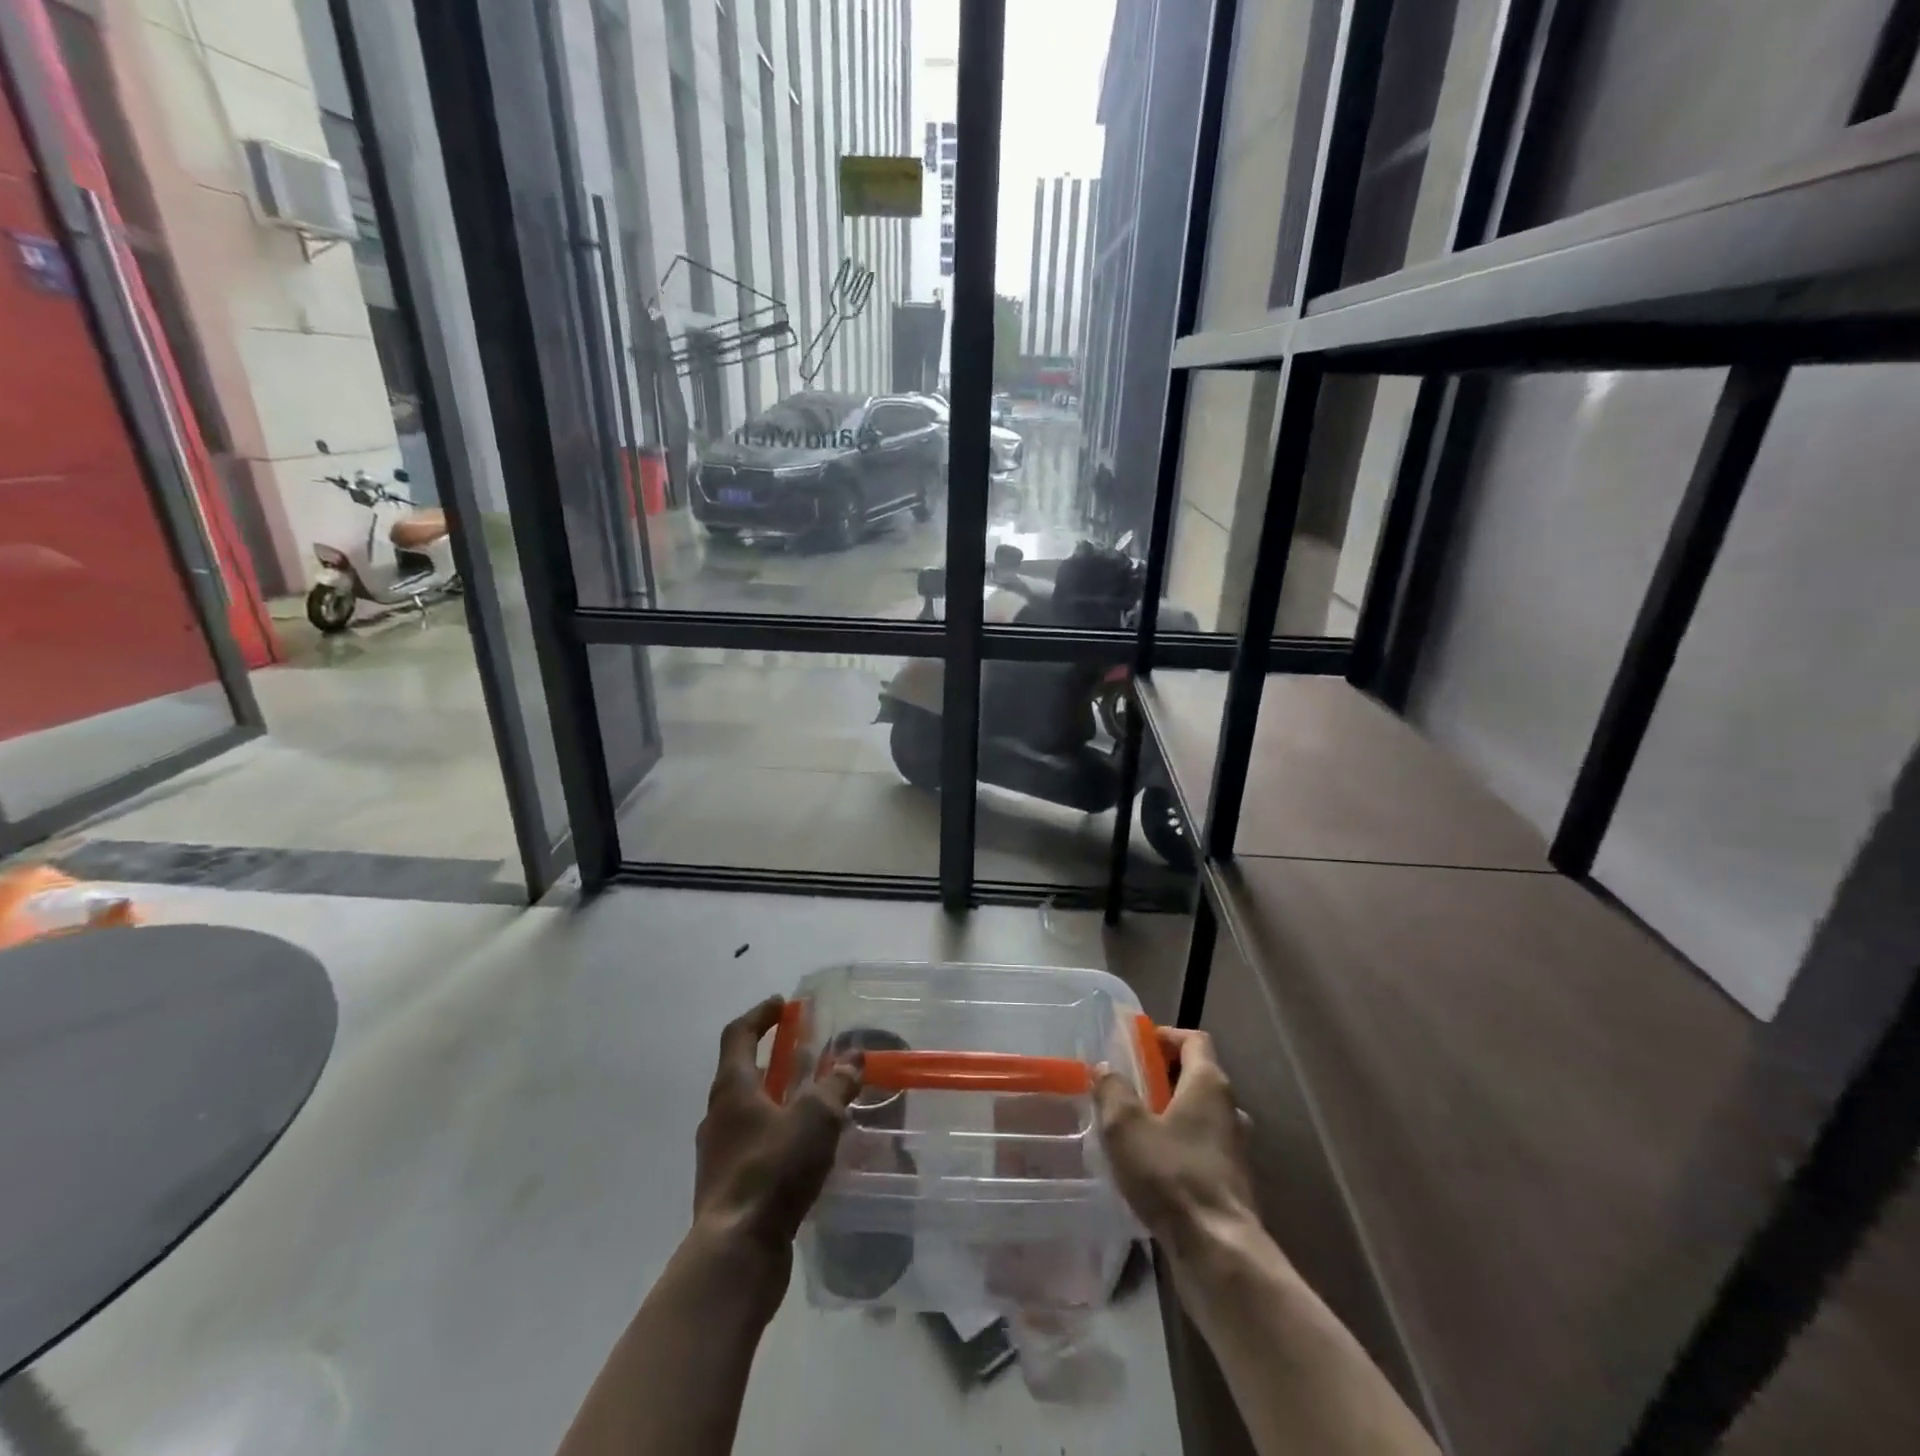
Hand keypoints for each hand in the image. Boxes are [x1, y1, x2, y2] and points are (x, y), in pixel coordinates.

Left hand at [694, 996, 861, 1257]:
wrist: (737, 1253)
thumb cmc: (773, 1169)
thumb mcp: (816, 1117)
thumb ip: (836, 1084)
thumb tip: (853, 1058)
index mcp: (732, 1089)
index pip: (738, 1035)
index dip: (760, 1015)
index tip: (782, 1004)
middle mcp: (718, 1117)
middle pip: (742, 1074)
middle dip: (774, 1061)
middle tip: (806, 1055)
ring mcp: (720, 1156)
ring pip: (750, 1114)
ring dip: (779, 1102)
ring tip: (815, 1104)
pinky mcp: (729, 1189)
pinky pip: (756, 1148)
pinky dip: (779, 1137)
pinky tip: (808, 1152)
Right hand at [1095, 1027, 1256, 1253]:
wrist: (1219, 1253)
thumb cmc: (1172, 1176)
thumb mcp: (1126, 1127)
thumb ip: (1112, 1091)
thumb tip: (1103, 1069)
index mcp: (1209, 1084)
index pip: (1194, 1040)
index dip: (1165, 1036)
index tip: (1137, 1044)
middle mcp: (1229, 1109)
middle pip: (1196, 1076)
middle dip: (1162, 1077)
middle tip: (1126, 1086)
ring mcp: (1235, 1149)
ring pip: (1199, 1116)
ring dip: (1170, 1114)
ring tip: (1134, 1128)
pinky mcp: (1232, 1183)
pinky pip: (1202, 1148)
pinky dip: (1179, 1146)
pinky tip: (1151, 1167)